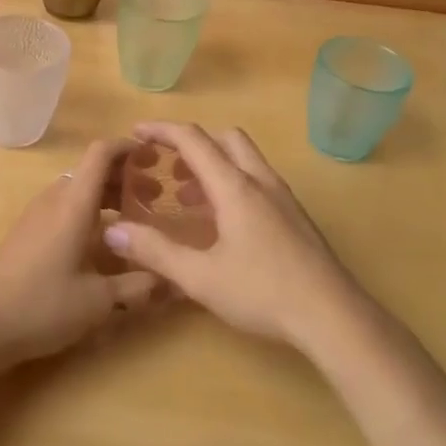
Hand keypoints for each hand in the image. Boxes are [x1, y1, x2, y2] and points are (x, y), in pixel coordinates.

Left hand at [0, 139, 161, 367]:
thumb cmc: (42, 306)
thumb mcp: (98, 302)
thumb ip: (139, 286)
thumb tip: (176, 281)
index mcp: (73, 204)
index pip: (101, 153)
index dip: (128, 147)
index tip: (155, 156)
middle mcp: (54, 199)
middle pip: (92, 170)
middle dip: (125, 177)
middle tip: (156, 197)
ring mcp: (36, 214)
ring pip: (77, 189)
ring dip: (106, 195)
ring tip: (134, 219)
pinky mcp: (26, 232)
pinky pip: (64, 206)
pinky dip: (88, 210)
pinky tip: (101, 242)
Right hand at [102, 122, 365, 351]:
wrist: (332, 315)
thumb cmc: (263, 292)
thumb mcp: (200, 277)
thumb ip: (156, 252)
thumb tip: (113, 232)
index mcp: (235, 186)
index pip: (194, 140)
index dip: (162, 130)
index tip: (136, 132)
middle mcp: (260, 181)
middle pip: (225, 139)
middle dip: (193, 144)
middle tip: (167, 166)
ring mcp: (283, 197)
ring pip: (244, 160)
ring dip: (214, 165)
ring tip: (187, 197)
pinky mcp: (295, 216)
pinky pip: (257, 181)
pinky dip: (232, 184)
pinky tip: (222, 223)